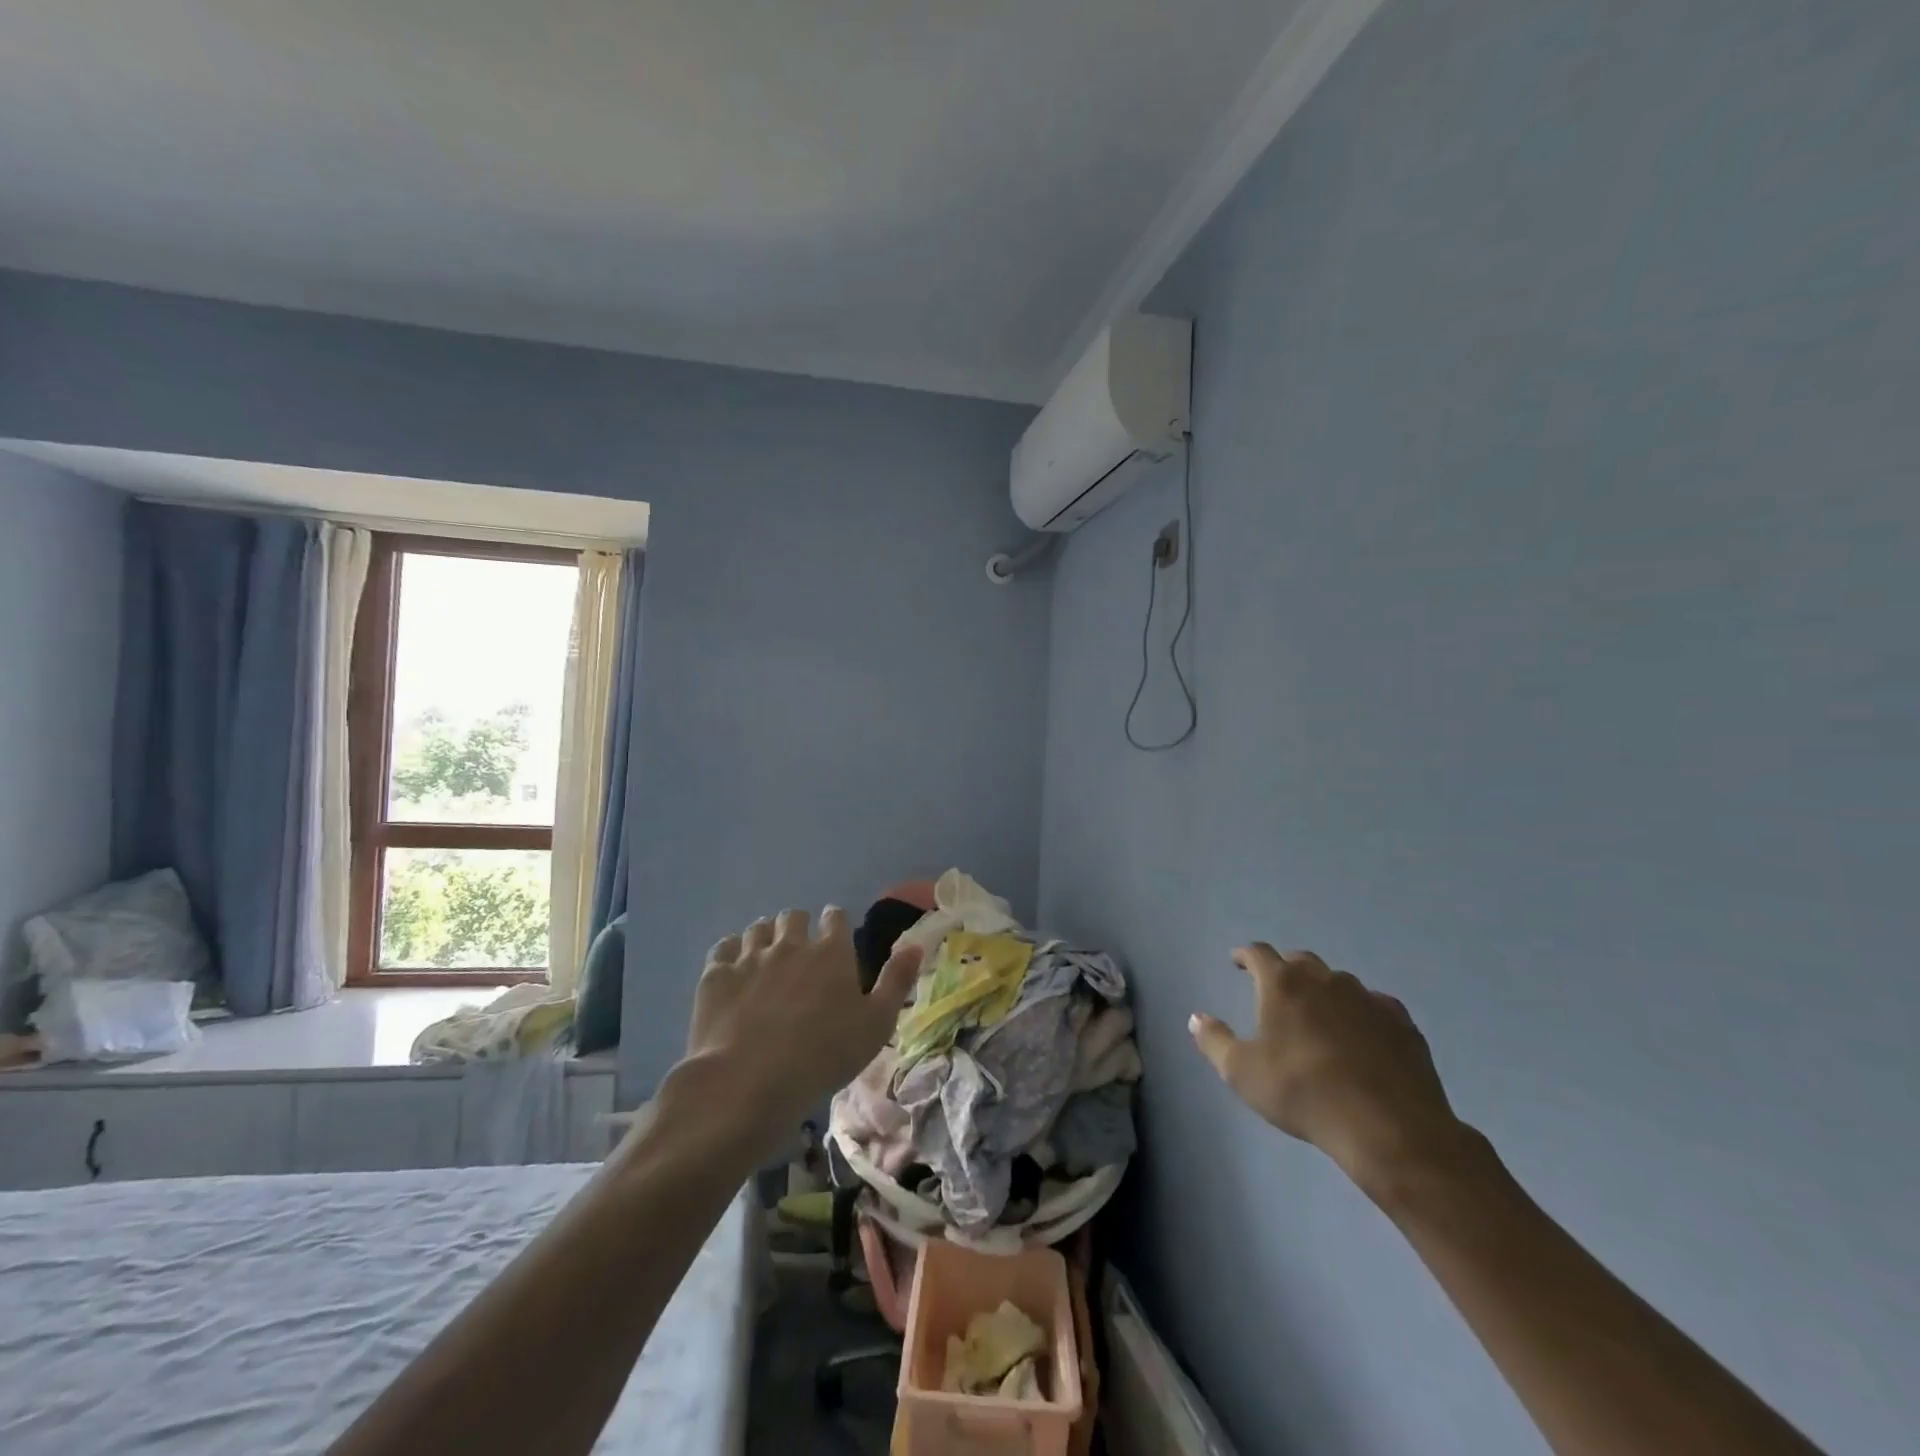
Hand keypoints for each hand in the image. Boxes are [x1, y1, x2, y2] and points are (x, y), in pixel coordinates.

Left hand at [687, 906, 921, 1137]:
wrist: (751, 1081)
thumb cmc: (824, 1055)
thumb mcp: (876, 1024)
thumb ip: (896, 981)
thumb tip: (916, 944)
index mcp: (831, 951)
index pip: (834, 917)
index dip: (835, 924)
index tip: (834, 939)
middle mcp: (790, 943)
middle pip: (793, 916)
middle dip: (797, 926)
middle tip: (798, 951)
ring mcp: (750, 957)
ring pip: (758, 928)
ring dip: (765, 936)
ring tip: (765, 957)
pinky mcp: (716, 975)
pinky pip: (723, 948)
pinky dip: (730, 953)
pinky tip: (733, 969)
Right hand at [1189, 944, 1467, 1194]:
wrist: (1388, 1128)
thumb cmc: (1303, 1094)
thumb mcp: (1242, 1073)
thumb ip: (1214, 1040)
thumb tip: (1196, 1017)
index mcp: (1282, 984)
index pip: (1258, 954)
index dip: (1245, 956)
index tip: (1237, 962)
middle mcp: (1324, 980)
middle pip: (1300, 961)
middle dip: (1285, 970)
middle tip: (1277, 990)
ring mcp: (1367, 998)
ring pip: (1339, 982)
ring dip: (1324, 992)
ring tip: (1319, 1017)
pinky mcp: (1401, 1023)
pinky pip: (1374, 1006)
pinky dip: (1361, 1014)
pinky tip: (1362, 1036)